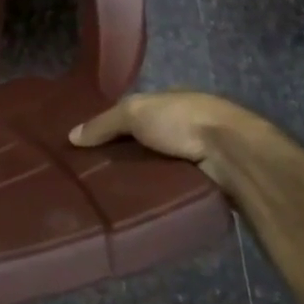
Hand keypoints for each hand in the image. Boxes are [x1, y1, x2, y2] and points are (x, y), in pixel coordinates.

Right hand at [69, 90, 279, 194]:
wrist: (231, 154)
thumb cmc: (181, 120)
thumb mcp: (133, 112)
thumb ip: (103, 124)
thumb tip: (71, 136)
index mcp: (168, 101)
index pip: (132, 112)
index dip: (110, 125)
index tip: (86, 144)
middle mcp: (181, 124)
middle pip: (142, 140)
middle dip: (121, 154)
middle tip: (90, 173)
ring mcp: (194, 154)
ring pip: (155, 165)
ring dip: (137, 176)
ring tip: (106, 193)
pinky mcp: (202, 181)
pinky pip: (169, 185)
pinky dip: (154, 191)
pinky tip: (133, 203)